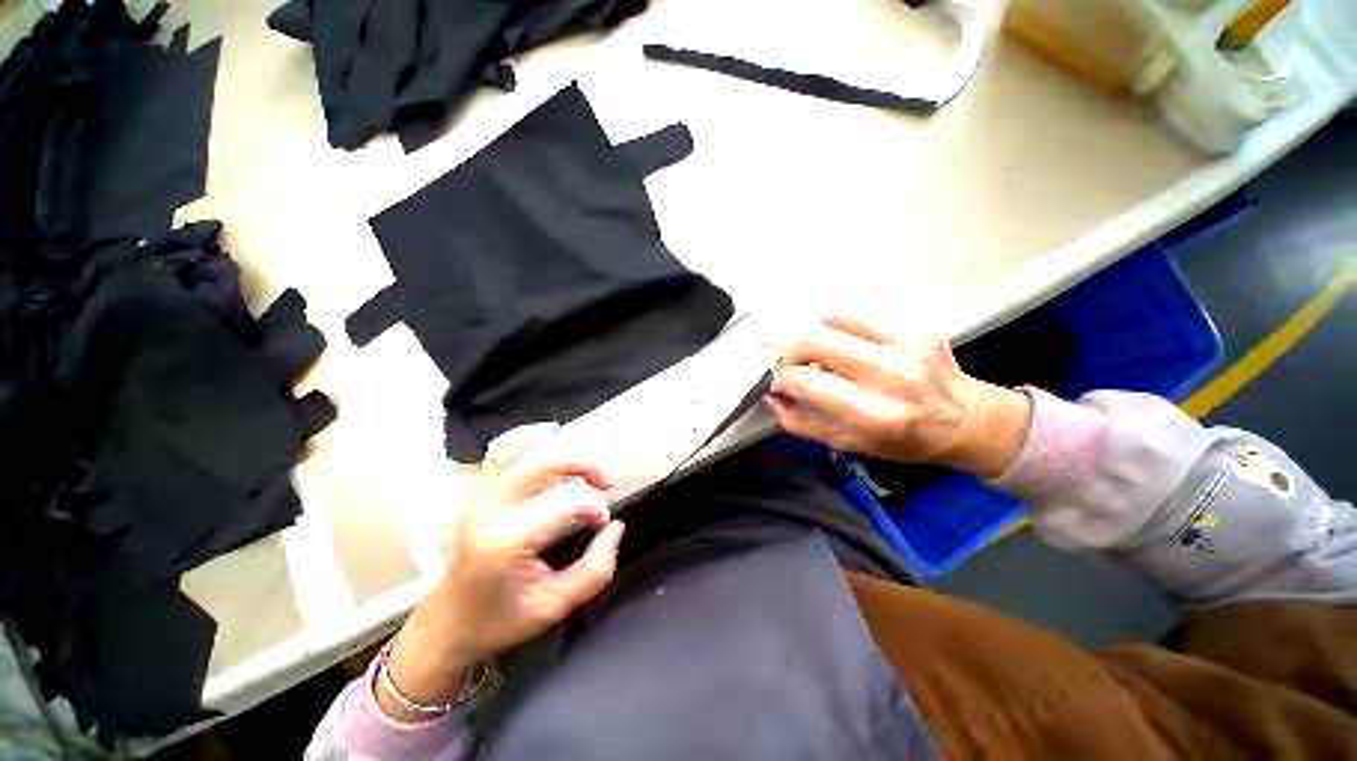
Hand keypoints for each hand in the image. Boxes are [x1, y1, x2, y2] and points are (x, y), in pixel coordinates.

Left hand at [380, 423, 622, 719]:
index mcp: (505, 540)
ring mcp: (479, 493)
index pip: (564, 501)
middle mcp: (489, 508)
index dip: (593, 506)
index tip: (602, 523)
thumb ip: (595, 569)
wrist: (447, 622)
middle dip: (584, 463)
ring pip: (523, 446)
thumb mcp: (555, 606)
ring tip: (582, 467)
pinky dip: (531, 439)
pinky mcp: (477, 489)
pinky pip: (504, 449)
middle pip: (545, 461)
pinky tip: (552, 442)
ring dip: (561, 449)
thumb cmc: (501, 619)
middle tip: (606, 481)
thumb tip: (616, 527)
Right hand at [767, 315, 1030, 478]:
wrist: (965, 421)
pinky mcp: (918, 324)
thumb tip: (772, 396)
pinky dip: (840, 324)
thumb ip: (802, 422)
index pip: (806, 382)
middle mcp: (892, 375)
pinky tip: (846, 341)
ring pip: (832, 317)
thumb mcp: (847, 444)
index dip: (783, 378)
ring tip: (823, 351)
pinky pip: (858, 312)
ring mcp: (908, 344)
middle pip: (814, 339)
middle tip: (790, 360)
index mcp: (875, 415)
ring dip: (816, 334)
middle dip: (789, 349)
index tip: (780, 381)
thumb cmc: (901, 440)